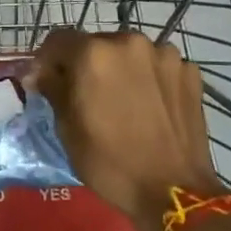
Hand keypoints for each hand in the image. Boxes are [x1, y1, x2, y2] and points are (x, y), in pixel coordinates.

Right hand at [32, 29, 218, 230]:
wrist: (175, 191)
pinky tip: (150, 107)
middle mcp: (129, 41)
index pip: (58, 39)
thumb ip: (52, 88)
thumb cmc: (110, 163)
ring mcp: (165, 54)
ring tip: (123, 101)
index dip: (47, 60)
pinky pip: (157, 66)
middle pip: (96, 44)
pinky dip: (149, 79)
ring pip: (129, 53)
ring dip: (120, 69)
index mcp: (93, 54)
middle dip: (86, 64)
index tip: (47, 82)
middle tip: (87, 96)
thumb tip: (40, 73)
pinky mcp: (190, 71)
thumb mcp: (67, 128)